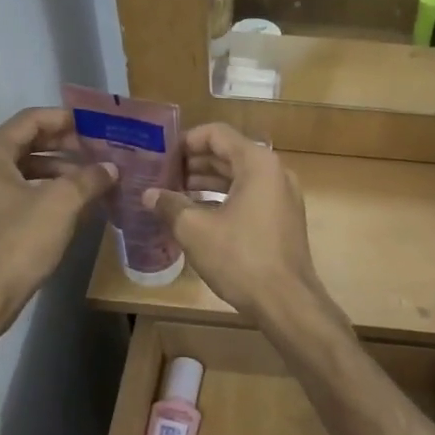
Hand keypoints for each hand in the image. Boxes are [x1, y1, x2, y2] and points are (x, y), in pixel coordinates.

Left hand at [0, 108, 114, 326]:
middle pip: (33, 143)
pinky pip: (32, 194)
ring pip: (34, 170)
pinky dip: (57, 193)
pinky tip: (85, 203)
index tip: (98, 125)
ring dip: (67, 171)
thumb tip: (112, 168)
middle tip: (105, 150)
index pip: (32, 119)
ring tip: (101, 177)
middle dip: (70, 145)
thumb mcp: (61, 203)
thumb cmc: (19, 240)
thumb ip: (89, 178)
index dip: (66, 119)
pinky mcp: (0, 221)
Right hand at [143, 123, 329, 321]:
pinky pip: (250, 197)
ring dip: (207, 183)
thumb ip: (170, 206)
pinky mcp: (283, 219)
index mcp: (257, 163)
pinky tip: (198, 215)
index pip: (217, 134)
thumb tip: (149, 195)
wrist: (286, 301)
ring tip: (174, 195)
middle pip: (229, 154)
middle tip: (162, 175)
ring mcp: (283, 196)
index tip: (161, 156)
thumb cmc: (241, 258)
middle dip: (194, 163)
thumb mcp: (196, 230)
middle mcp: (275, 172)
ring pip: (239, 177)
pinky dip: (224, 199)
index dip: (185, 141)